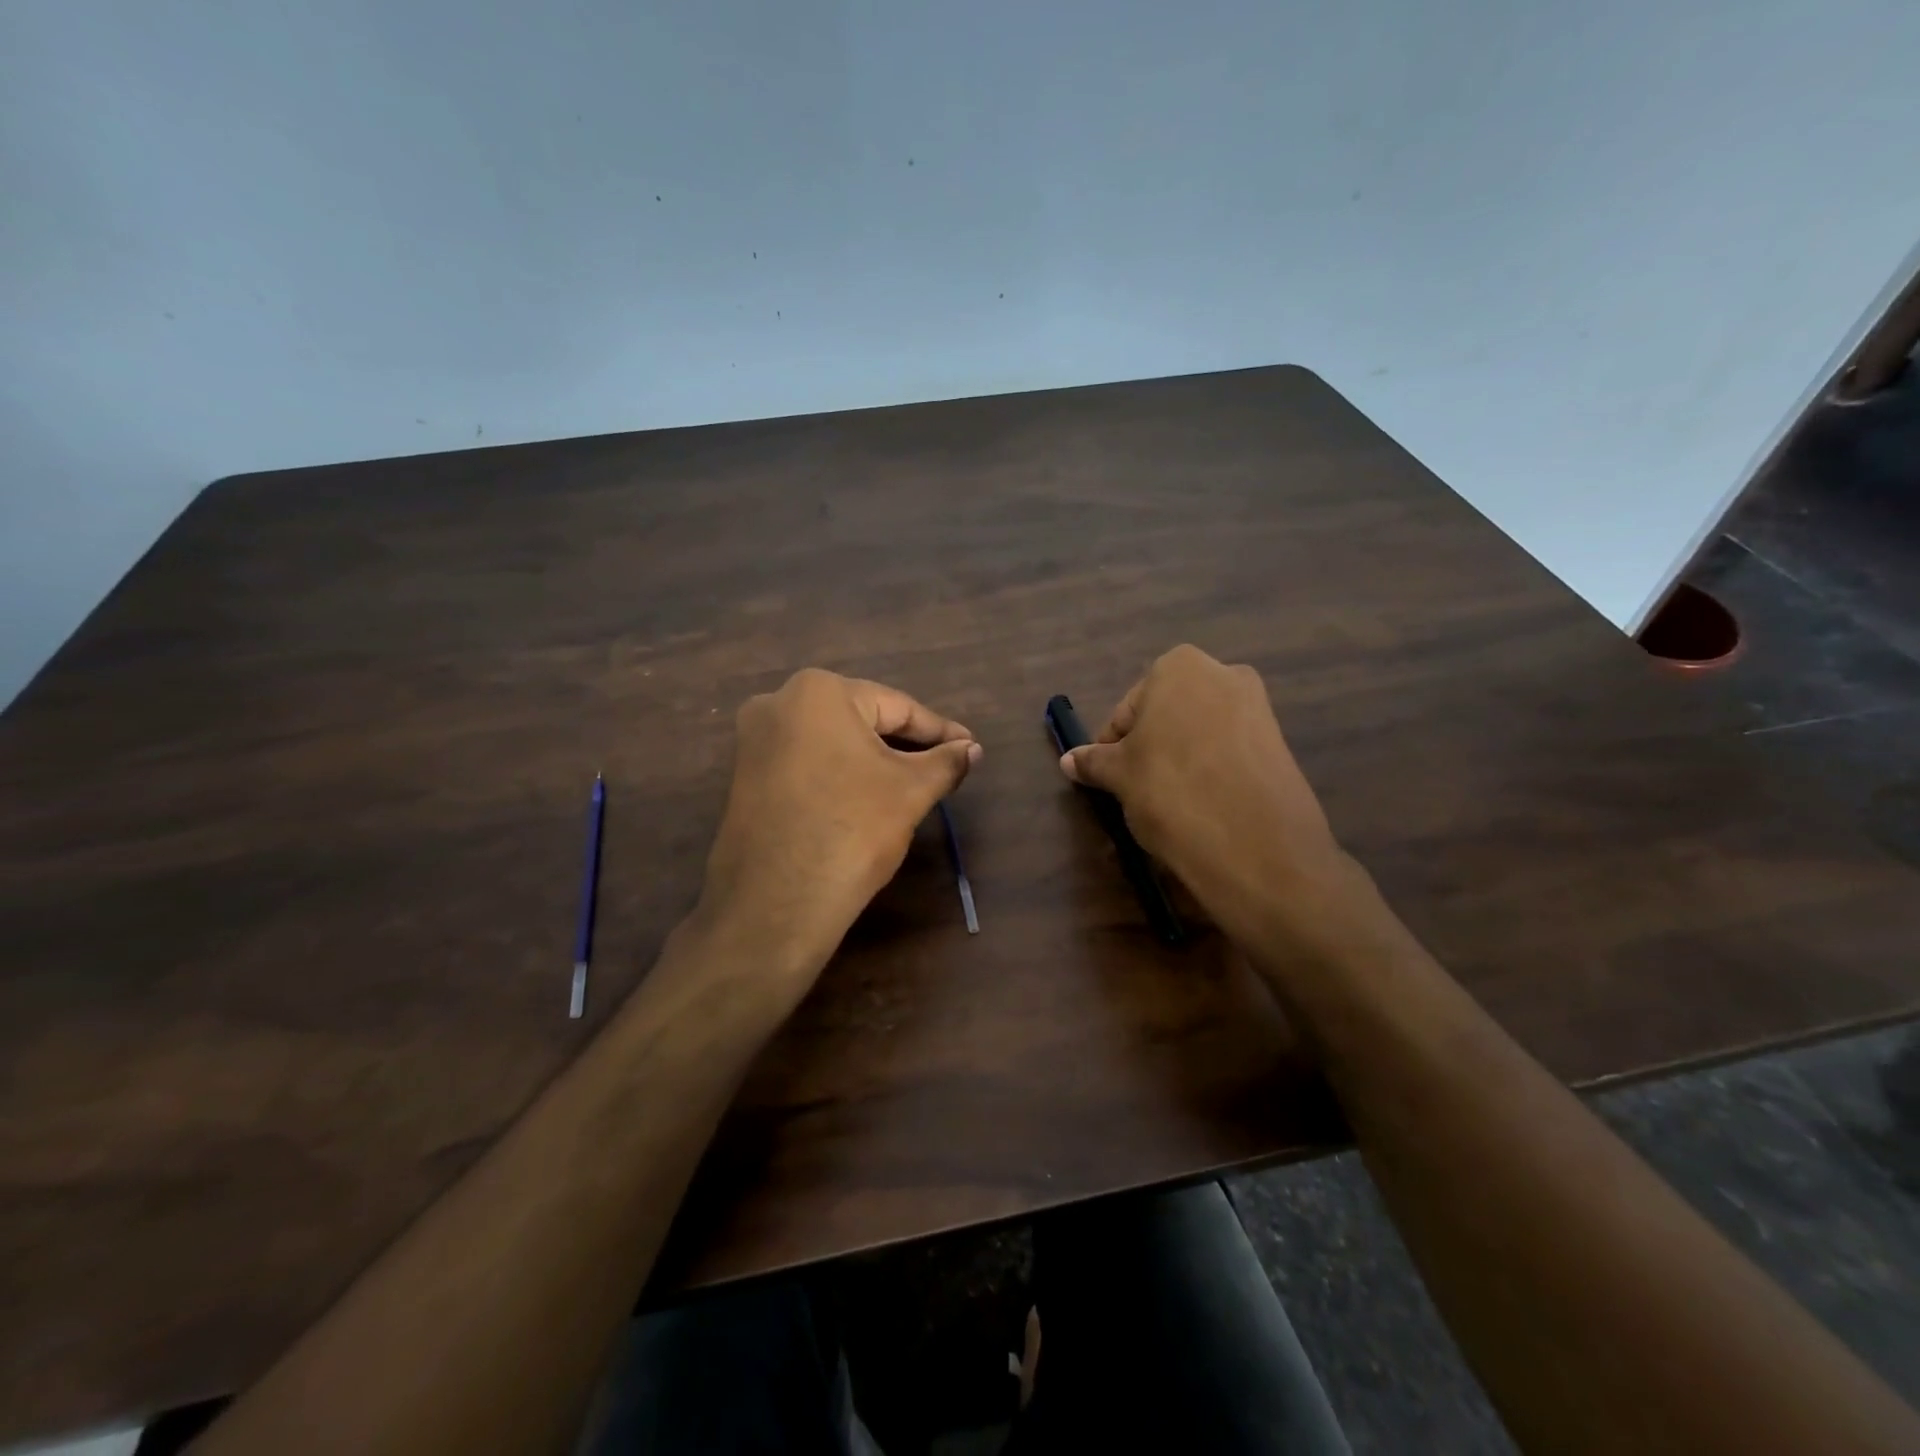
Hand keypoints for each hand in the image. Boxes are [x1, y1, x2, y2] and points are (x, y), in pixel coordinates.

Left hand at [693, 669, 981, 1003]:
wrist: (776, 903)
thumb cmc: (851, 829)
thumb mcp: (910, 791)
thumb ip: (946, 762)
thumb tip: (973, 749)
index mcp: (818, 691)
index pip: (897, 707)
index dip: (939, 731)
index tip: (970, 747)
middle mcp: (777, 703)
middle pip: (861, 720)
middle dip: (905, 744)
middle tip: (945, 765)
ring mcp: (754, 741)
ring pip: (832, 743)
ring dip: (873, 760)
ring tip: (913, 782)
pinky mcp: (744, 777)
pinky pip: (806, 764)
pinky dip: (840, 774)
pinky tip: (865, 797)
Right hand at [1058, 645, 1353, 949]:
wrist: (1255, 845)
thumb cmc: (1171, 791)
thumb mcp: (1120, 776)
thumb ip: (1094, 762)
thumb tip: (1069, 760)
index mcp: (1179, 667)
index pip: (1127, 710)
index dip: (1112, 746)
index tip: (1109, 778)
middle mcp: (1224, 674)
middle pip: (1166, 716)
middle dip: (1150, 747)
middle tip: (1137, 788)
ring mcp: (1258, 708)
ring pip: (1199, 733)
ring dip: (1180, 759)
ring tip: (1171, 801)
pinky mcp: (1280, 744)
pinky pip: (1230, 752)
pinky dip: (1212, 771)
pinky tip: (1204, 804)